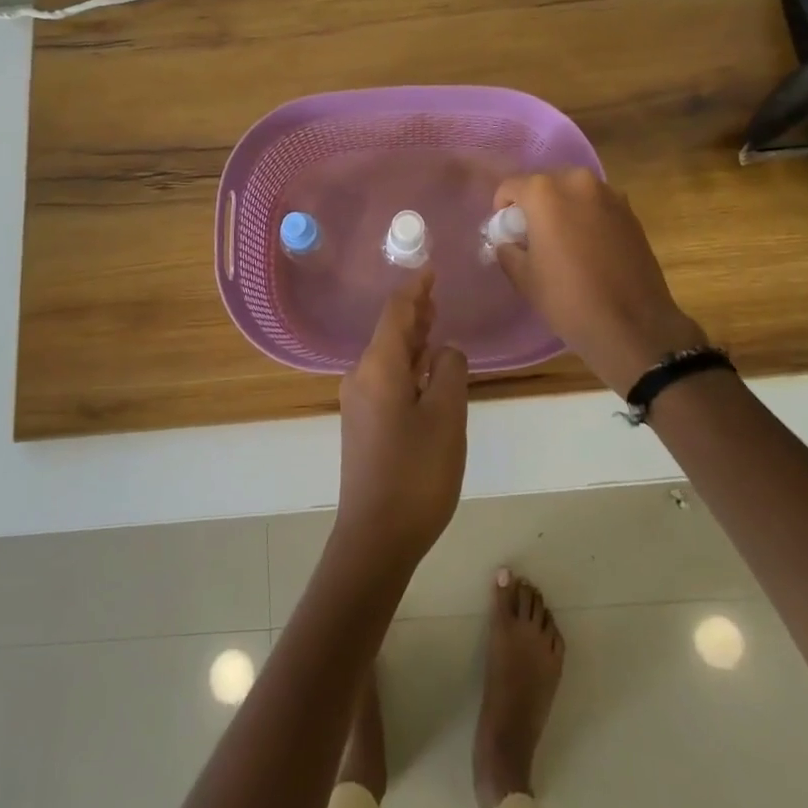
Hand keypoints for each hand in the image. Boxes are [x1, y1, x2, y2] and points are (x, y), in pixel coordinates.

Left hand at [333, 271, 468, 579]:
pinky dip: (406, 365)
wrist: (375, 537)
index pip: (396, 312)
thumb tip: (444, 351)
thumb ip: (449, 371)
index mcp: (378, 367)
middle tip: (437, 295)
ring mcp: (358, 402)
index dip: (415, 289)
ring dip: (411, 339)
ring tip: (434, 325)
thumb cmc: (416, 473)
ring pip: (387, 356)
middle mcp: (361, 376)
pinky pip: (385, 378)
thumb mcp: (446, 416)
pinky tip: (423, 371)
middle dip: (413, 312)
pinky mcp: (362, 424)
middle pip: (388, 332)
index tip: (432, 271)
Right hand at [493, 167, 708, 395]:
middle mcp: (578, 182)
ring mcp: (610, 195)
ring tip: (563, 241)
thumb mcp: (524, 278)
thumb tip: (509, 242)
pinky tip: (588, 247)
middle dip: (534, 204)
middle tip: (532, 235)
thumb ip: (508, 249)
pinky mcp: (631, 212)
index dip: (502, 207)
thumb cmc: (568, 299)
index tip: (505, 230)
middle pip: (545, 183)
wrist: (633, 325)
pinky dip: (587, 217)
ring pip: (574, 192)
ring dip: (563, 208)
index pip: (511, 185)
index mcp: (545, 193)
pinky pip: (597, 205)